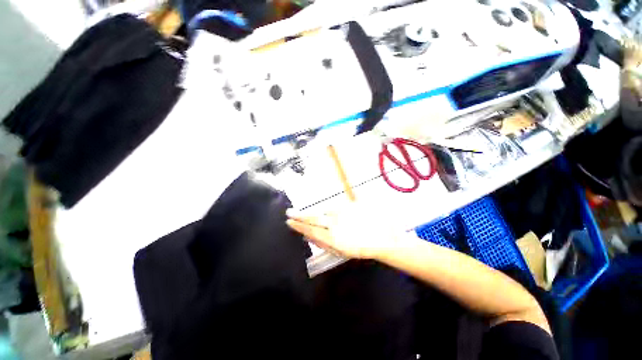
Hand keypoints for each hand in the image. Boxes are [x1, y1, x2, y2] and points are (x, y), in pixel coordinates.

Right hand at [285, 205, 401, 259]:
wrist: (384, 237)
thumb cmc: (362, 248)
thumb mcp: (342, 251)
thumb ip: (324, 243)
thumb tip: (308, 237)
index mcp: (333, 238)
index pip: (310, 230)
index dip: (298, 226)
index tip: (289, 222)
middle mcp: (335, 224)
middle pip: (313, 218)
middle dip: (299, 216)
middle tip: (289, 213)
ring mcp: (342, 213)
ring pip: (323, 211)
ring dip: (314, 213)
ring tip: (304, 213)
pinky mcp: (349, 205)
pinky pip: (335, 207)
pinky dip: (328, 210)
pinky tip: (327, 212)